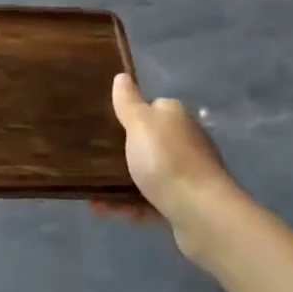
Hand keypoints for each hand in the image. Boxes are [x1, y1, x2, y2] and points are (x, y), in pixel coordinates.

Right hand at [109, 73, 237, 257]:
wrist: (202, 216)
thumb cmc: (167, 161)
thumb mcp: (140, 124)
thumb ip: (129, 102)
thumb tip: (122, 76)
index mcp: (175, 118)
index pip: (152, 107)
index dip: (128, 113)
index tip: (103, 123)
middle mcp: (184, 142)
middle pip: (148, 142)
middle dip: (121, 150)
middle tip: (91, 155)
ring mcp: (186, 176)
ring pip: (146, 174)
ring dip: (119, 181)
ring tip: (90, 187)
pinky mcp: (183, 206)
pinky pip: (147, 202)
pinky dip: (126, 204)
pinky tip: (101, 208)